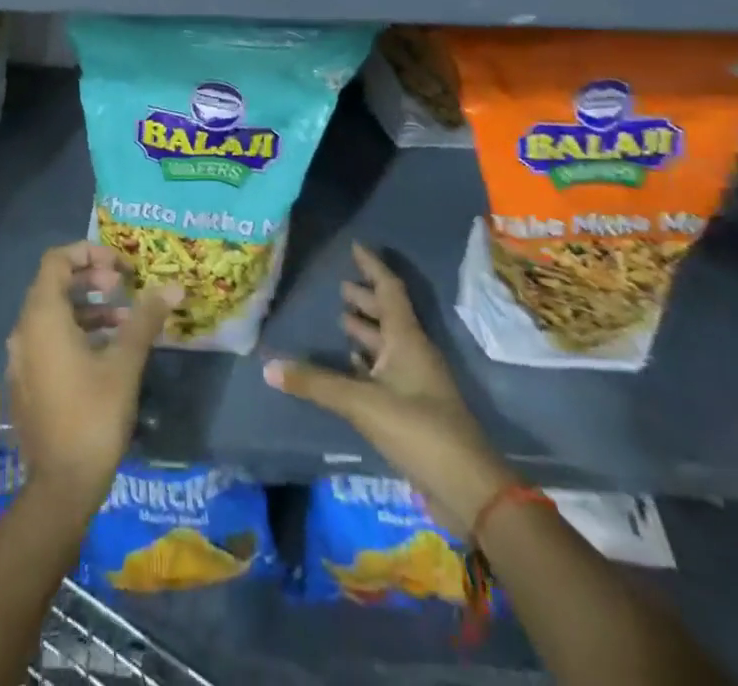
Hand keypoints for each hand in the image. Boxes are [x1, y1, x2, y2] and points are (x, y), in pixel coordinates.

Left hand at [5, 243, 180, 510]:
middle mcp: (24, 331)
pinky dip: (76, 332)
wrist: (61, 488)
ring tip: (125, 319)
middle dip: (90, 278)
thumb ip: (145, 319)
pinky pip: (48, 340)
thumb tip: (174, 286)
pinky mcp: (27, 382)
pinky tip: (108, 351)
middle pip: (53, 284)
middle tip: (123, 287)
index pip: (56, 260)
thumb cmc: (93, 416)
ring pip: (53, 314)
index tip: (120, 266)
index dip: (88, 252)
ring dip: (87, 307)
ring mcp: (21, 359)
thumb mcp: (125, 363)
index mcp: (42, 318)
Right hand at [264, 243, 511, 532]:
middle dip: (365, 300)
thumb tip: (268, 366)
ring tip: (340, 320)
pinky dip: (368, 364)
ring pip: (387, 345)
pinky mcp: (414, 410)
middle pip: (388, 315)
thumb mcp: (362, 403)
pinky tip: (350, 367)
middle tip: (340, 287)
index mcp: (407, 339)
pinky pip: (387, 372)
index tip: (355, 247)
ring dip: (366, 331)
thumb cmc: (419, 430)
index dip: (372, 267)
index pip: (389, 290)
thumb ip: (316, 384)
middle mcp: (413, 353)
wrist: (469, 490)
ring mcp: (416, 383)